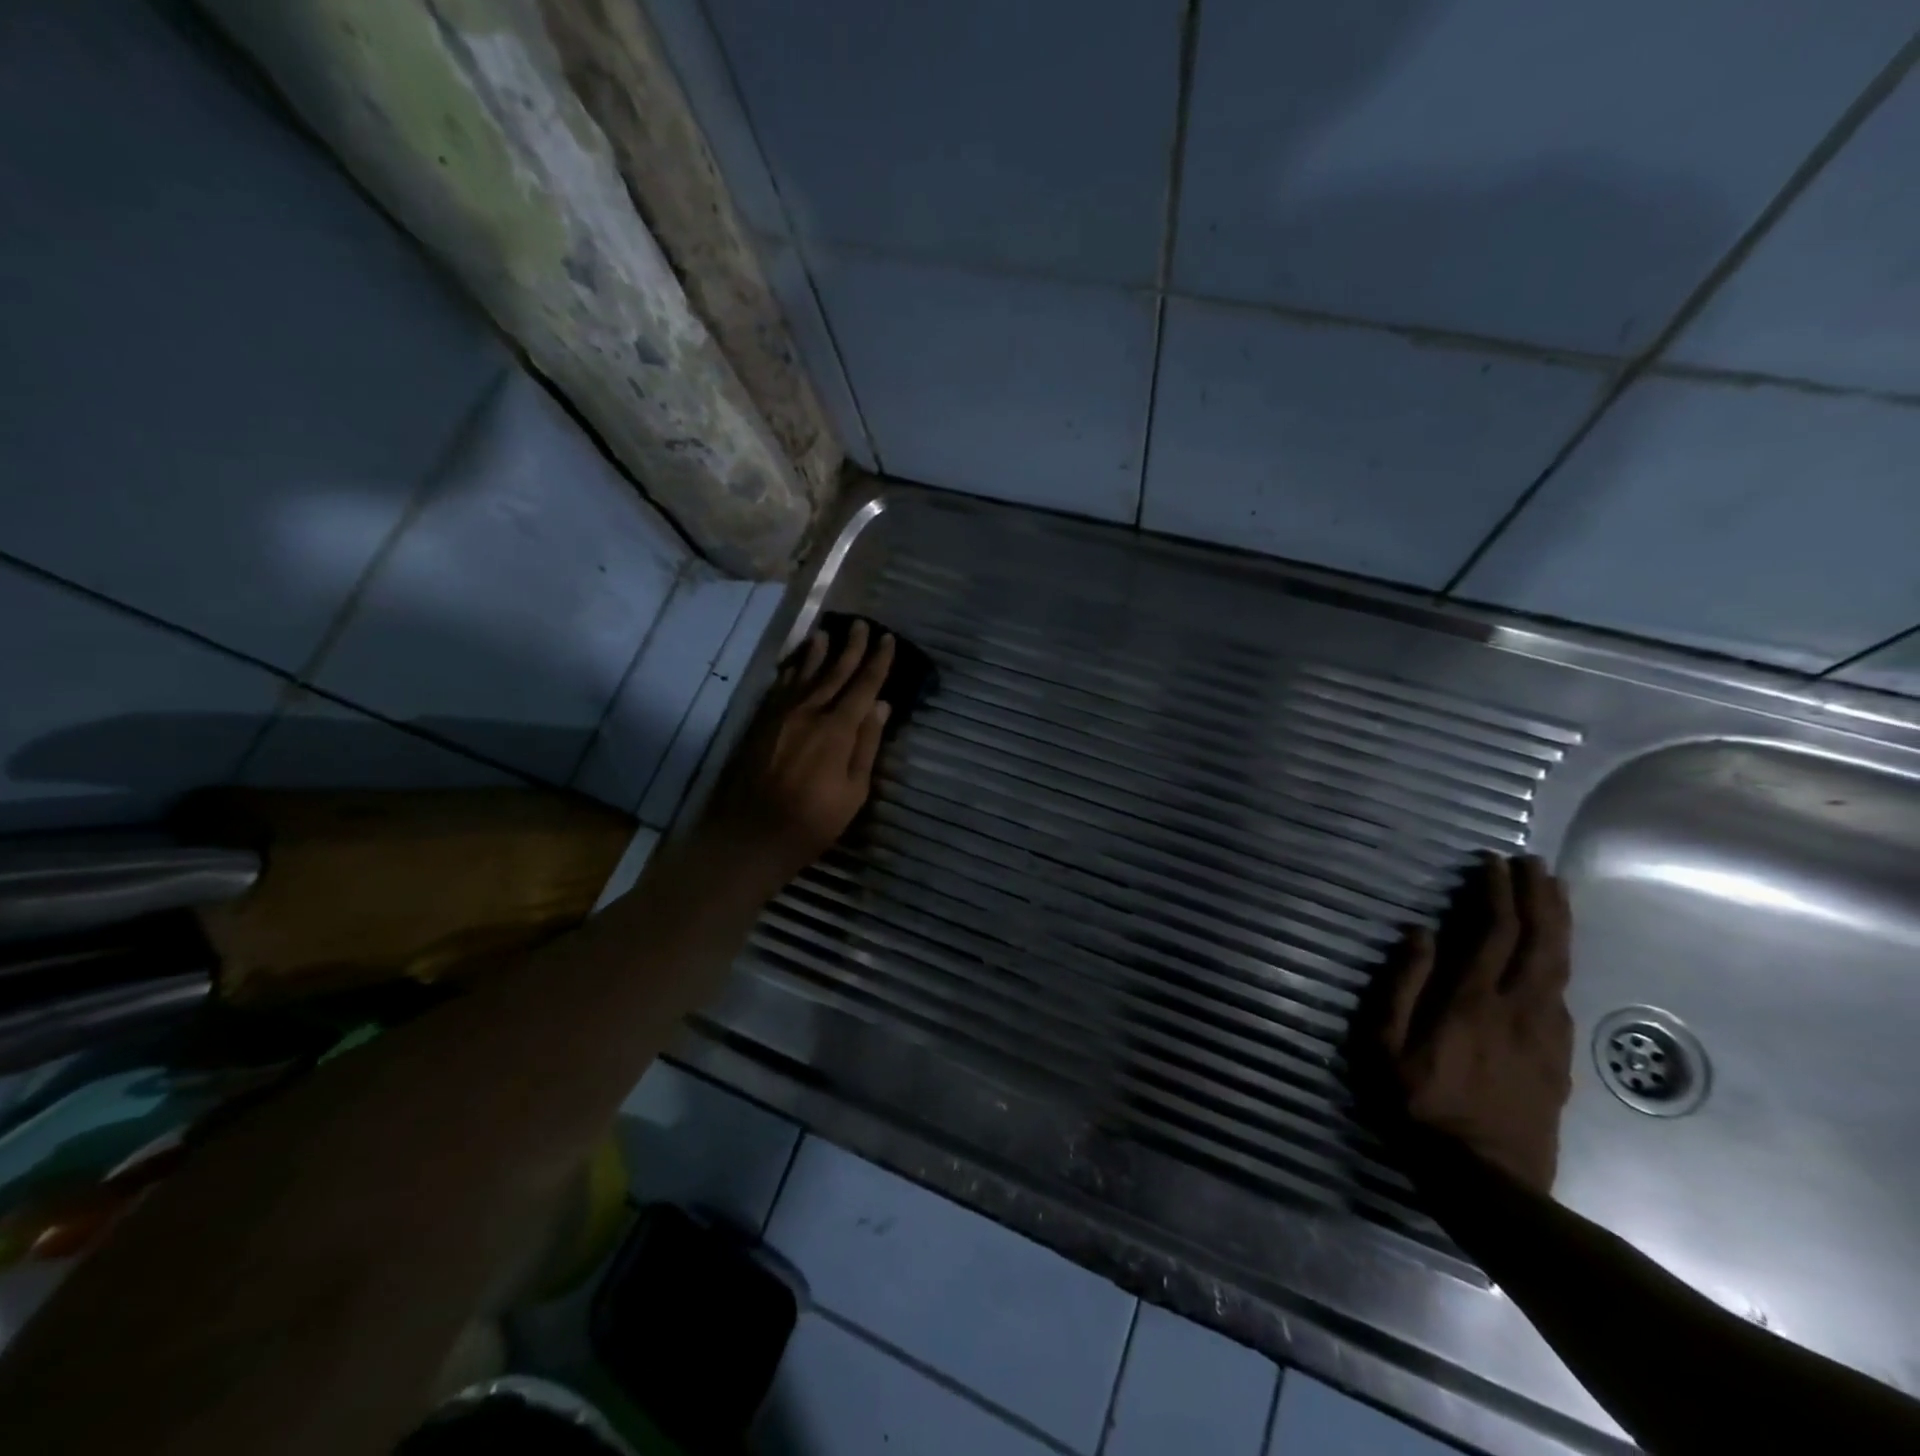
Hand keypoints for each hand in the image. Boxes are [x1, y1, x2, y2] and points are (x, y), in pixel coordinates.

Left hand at [700, 619, 895, 891]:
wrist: (751, 835)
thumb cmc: (812, 821)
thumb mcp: (854, 792)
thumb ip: (866, 745)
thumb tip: (881, 707)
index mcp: (837, 729)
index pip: (863, 686)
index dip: (878, 661)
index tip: (888, 639)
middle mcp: (809, 712)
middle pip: (834, 672)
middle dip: (850, 648)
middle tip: (861, 625)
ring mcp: (781, 716)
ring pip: (803, 675)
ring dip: (817, 653)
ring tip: (825, 634)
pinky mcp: (761, 724)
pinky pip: (779, 688)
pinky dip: (790, 673)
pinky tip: (793, 666)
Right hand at [1373, 852, 1574, 1195]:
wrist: (1488, 1183)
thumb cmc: (1418, 1108)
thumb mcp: (1383, 1047)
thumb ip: (1400, 986)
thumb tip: (1420, 934)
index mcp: (1471, 1001)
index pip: (1492, 932)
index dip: (1497, 893)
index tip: (1494, 863)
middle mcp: (1518, 1008)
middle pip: (1540, 941)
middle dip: (1539, 897)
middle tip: (1535, 865)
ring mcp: (1546, 1035)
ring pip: (1560, 966)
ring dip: (1558, 925)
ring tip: (1555, 894)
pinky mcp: (1559, 1060)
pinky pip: (1563, 996)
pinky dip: (1560, 963)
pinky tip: (1552, 958)